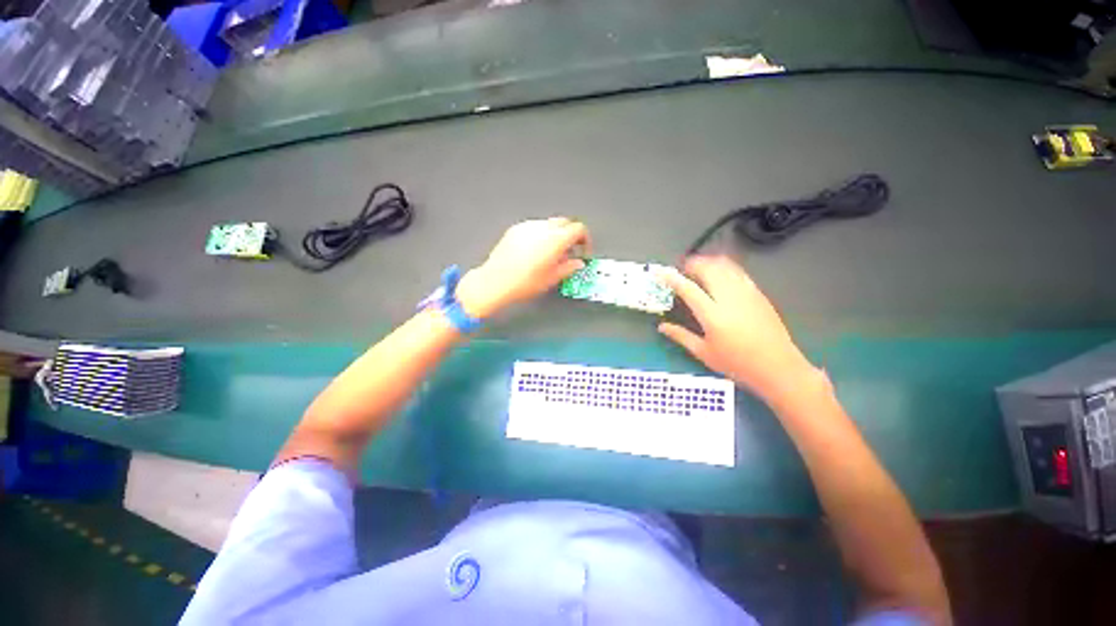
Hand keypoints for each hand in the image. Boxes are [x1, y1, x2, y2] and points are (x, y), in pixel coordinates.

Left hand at [456, 218, 589, 318]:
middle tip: (569, 251)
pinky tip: (535, 251)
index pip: (578, 229)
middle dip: (571, 235)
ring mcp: (527, 226)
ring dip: (555, 234)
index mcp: (556, 239)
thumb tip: (577, 263)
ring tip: (551, 253)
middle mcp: (543, 228)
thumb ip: (569, 268)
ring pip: (549, 224)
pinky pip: (534, 227)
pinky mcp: (515, 229)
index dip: (585, 240)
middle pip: (565, 222)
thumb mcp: (552, 278)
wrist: (495, 281)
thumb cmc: (525, 282)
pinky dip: (540, 235)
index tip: (583, 251)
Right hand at [658, 255, 818, 404]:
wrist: (778, 367)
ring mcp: (746, 293)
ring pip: (725, 267)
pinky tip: (720, 274)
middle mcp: (729, 299)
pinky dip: (725, 267)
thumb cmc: (737, 364)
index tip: (660, 272)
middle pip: (708, 269)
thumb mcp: (704, 353)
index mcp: (712, 315)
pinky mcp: (758, 294)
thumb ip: (681, 336)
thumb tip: (662, 326)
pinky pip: (738, 272)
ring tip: (699, 268)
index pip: (688, 289)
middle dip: (692, 264)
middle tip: (682, 269)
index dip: (672, 278)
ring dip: (709, 262)